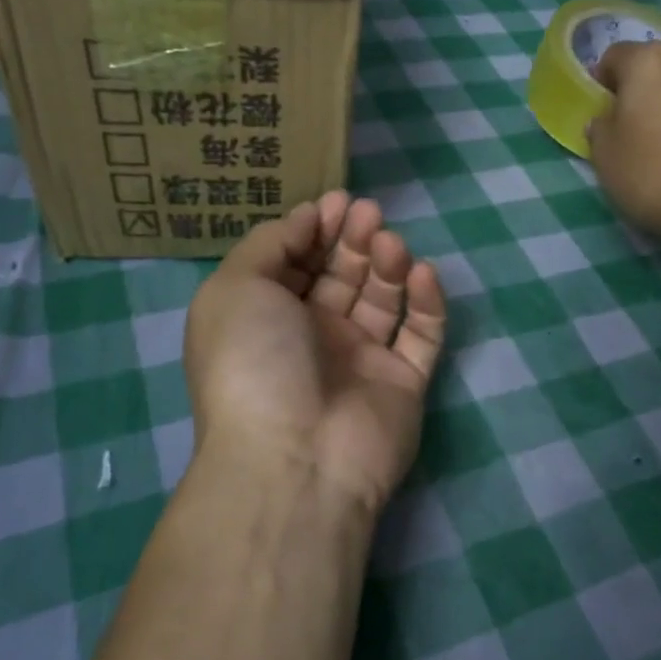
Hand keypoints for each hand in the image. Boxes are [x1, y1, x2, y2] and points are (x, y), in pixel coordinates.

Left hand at [183, 190, 446, 515]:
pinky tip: (421, 273)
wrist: (295, 457)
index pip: (296, 262)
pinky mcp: (404, 381)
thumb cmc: (254, 362)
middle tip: (368, 213)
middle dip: (353, 238)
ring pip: (382, 299)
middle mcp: (314, 336)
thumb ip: (270, 242)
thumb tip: (307, 216)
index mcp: (267, 317)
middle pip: (341, 275)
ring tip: (388, 243)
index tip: (336, 201)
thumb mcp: (235, 287)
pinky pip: (422, 334)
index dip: (315, 228)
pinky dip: (426, 301)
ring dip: (387, 263)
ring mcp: (361, 360)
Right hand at [585, 41, 660, 239]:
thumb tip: (605, 120)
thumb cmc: (649, 172)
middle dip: (640, 84)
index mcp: (649, 61)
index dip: (602, 79)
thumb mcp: (604, 153)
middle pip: (655, 63)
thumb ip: (600, 127)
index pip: (615, 55)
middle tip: (629, 118)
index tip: (600, 107)